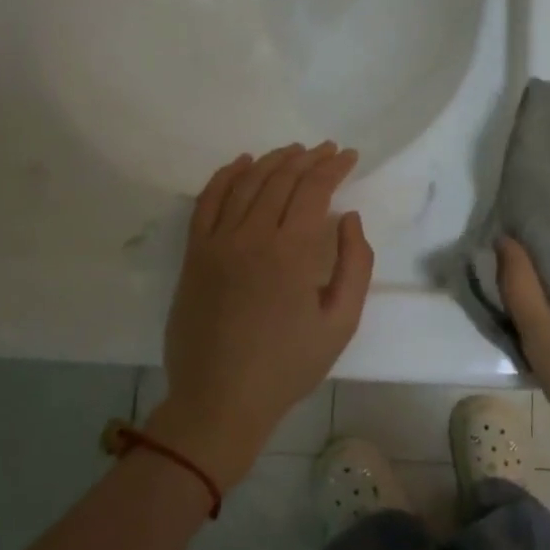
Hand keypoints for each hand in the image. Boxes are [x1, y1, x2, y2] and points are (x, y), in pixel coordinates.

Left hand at [152, 142, 374, 490]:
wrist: (220, 399)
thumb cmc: (288, 366)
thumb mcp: (341, 323)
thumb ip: (355, 265)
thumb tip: (349, 218)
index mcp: (292, 251)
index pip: (314, 190)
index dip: (334, 168)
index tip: (349, 156)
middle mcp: (253, 235)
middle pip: (281, 180)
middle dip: (308, 159)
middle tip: (327, 150)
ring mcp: (218, 242)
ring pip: (246, 183)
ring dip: (272, 161)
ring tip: (292, 152)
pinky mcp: (194, 254)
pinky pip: (207, 201)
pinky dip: (225, 176)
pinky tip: (241, 164)